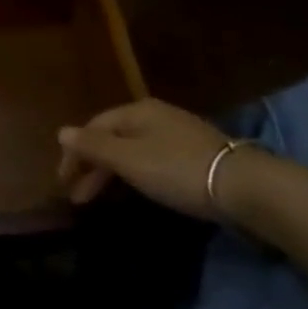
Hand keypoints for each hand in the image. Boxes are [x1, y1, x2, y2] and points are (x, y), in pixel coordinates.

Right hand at [56, 99, 235, 217]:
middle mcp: (155, 115)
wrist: (246, 187)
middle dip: (93, 166)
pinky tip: (139, 188)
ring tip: (104, 197)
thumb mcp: (130, 159)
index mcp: (136, 111)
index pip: (94, 127)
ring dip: (113, 172)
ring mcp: (178, 133)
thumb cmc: (178, 169)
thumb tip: (61, 131)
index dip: (74, 154)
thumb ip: (94, 147)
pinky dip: (136, 174)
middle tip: (79, 197)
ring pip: (133, 149)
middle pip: (113, 138)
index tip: (64, 183)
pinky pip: (153, 159)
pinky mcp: (197, 155)